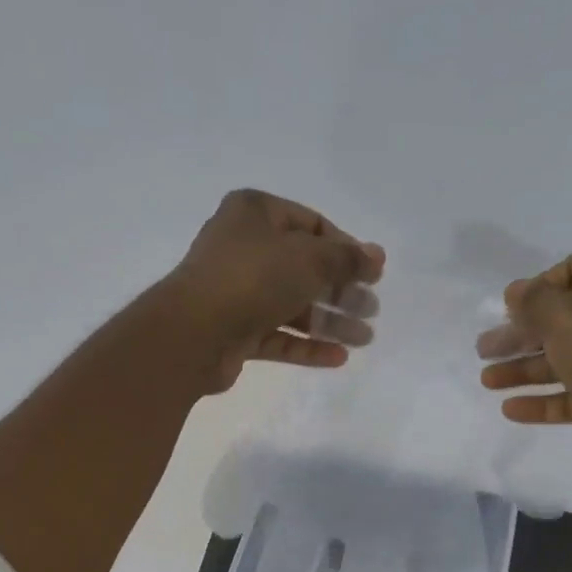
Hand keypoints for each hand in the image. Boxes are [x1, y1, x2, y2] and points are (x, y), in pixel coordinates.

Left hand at [157, 188, 384, 394]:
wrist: (194, 333)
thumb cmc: (253, 279)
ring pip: (293, 305)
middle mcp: (245, 248)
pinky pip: (279, 336)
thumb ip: (347, 258)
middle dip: (342, 290)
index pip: (312, 224)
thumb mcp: (309, 259)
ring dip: (330, 322)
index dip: (346, 248)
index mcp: (256, 213)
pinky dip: (307, 345)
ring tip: (364, 339)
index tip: (373, 273)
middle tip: (372, 310)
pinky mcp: (236, 331)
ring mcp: (238, 292)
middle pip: (305, 268)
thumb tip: (377, 256)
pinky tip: (338, 357)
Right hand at [477, 252, 571, 484]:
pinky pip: (570, 396)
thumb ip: (533, 300)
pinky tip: (510, 408)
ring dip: (523, 369)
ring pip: (563, 361)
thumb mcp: (563, 314)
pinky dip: (541, 400)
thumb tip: (515, 292)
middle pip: (562, 320)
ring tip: (487, 382)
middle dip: (521, 334)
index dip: (537, 287)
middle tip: (484, 349)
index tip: (508, 311)